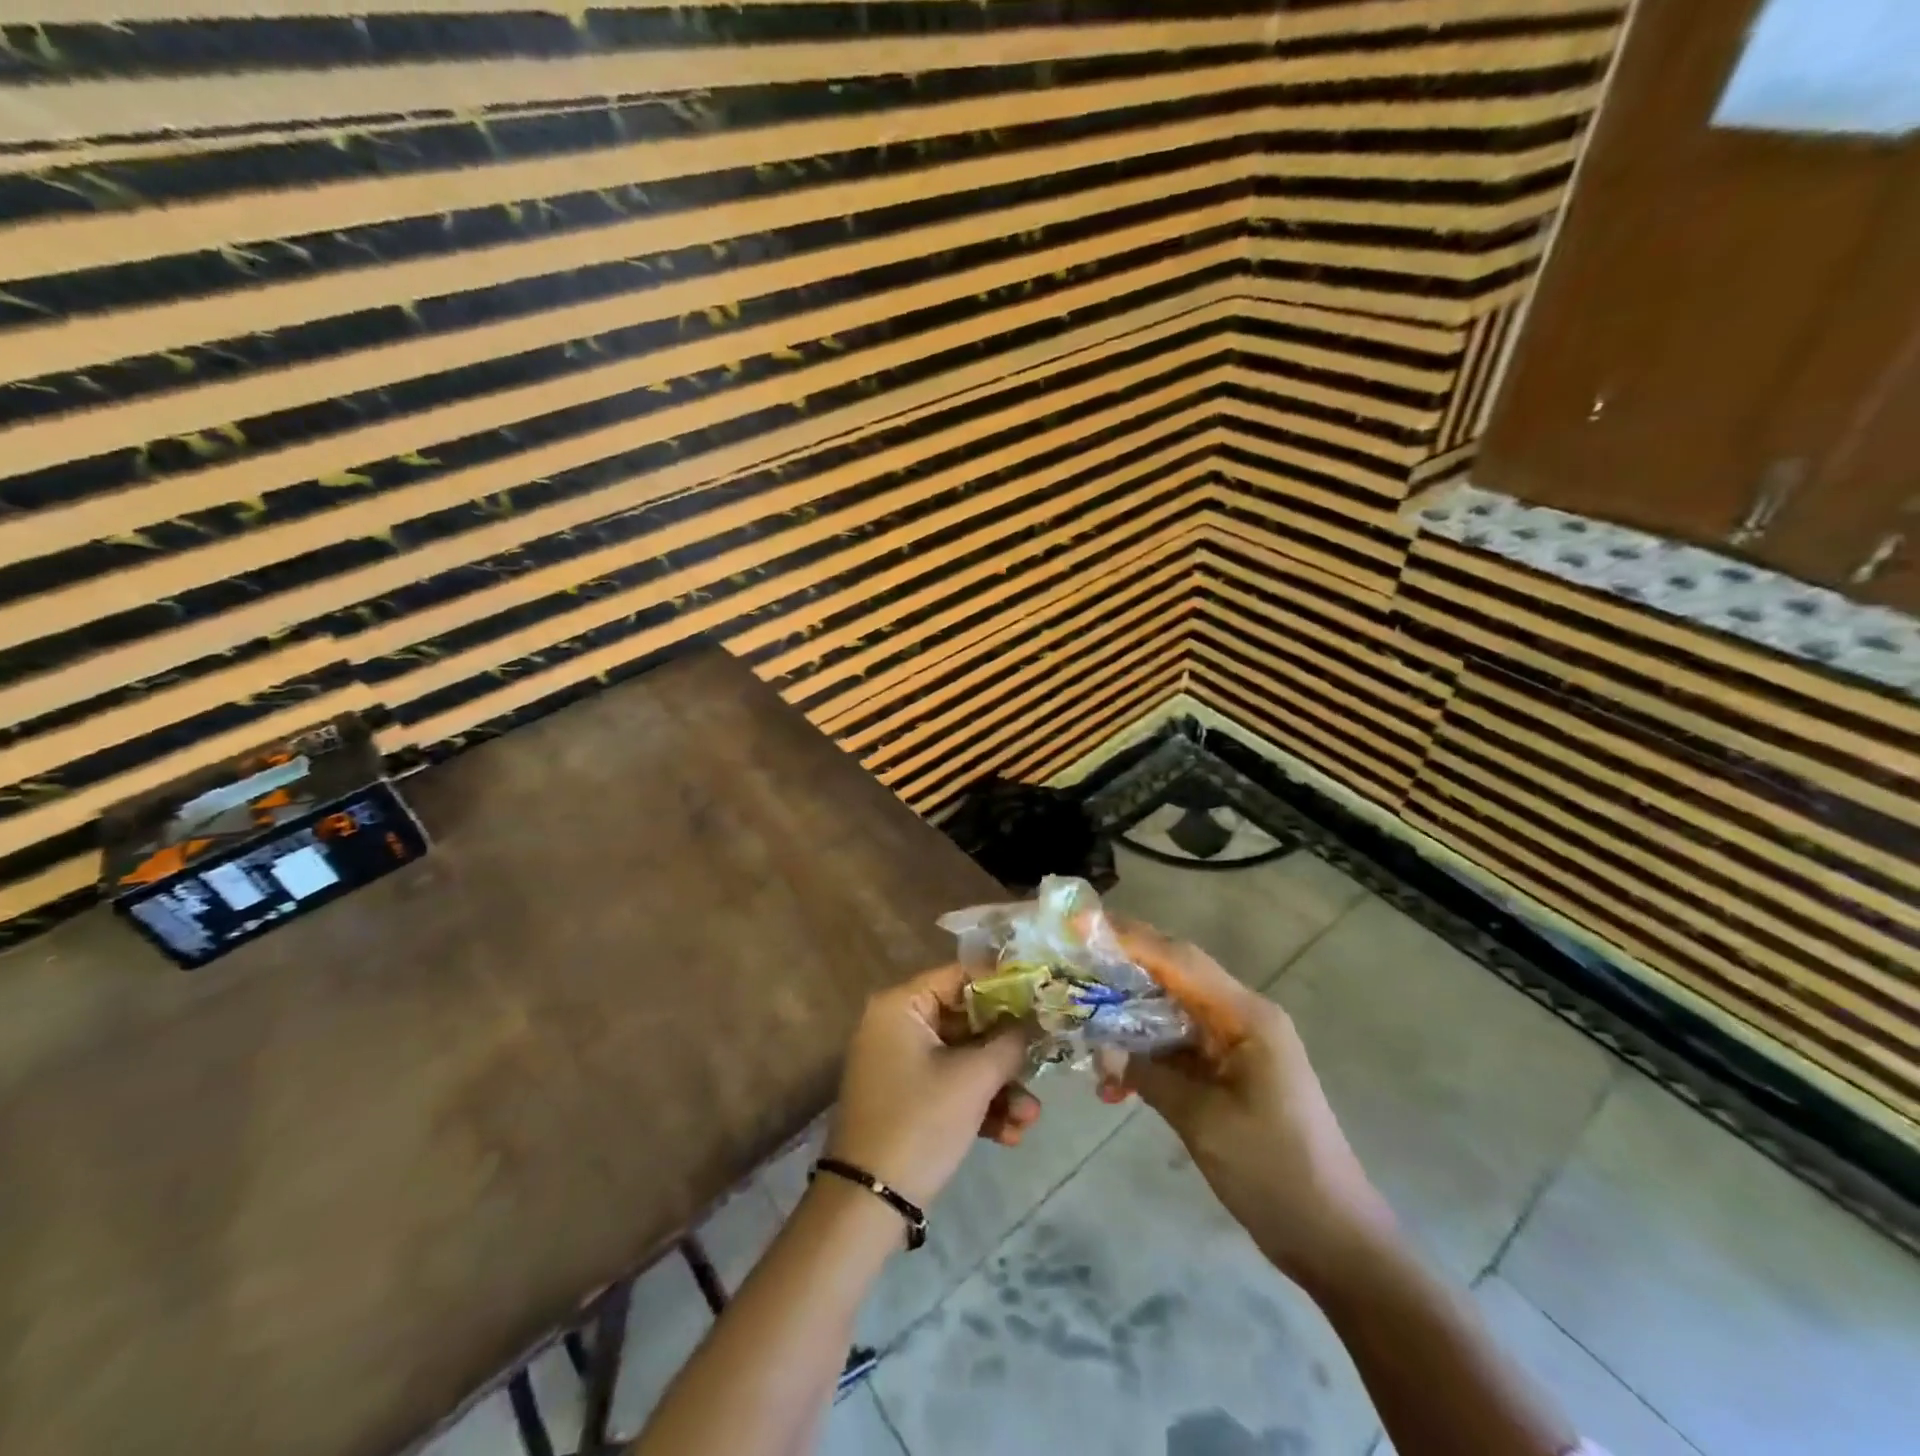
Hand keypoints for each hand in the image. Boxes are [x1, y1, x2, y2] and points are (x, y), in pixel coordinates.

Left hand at [824, 964, 1039, 1208]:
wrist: (869, 1204)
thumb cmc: (920, 1122)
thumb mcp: (973, 1079)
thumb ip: (1009, 1043)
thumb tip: (1033, 1022)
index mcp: (901, 1006)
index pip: (960, 977)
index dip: (1004, 987)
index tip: (1042, 999)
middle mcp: (898, 1027)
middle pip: (967, 1022)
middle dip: (1007, 1053)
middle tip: (1045, 1063)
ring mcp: (902, 1065)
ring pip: (964, 1060)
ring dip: (1000, 1087)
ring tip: (1030, 1118)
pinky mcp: (908, 1100)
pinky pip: (951, 1087)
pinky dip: (979, 1106)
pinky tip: (1011, 1135)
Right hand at [1109, 921, 1397, 1286]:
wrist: (1334, 1240)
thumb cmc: (1275, 1173)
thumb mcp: (1204, 1122)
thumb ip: (1149, 1075)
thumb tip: (1101, 1049)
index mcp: (1246, 1017)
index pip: (1178, 959)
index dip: (1129, 938)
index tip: (1082, 925)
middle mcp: (1242, 1017)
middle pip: (1174, 975)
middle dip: (1122, 969)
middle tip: (1072, 964)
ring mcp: (1237, 1045)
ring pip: (1171, 1011)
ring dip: (1128, 1019)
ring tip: (1081, 1025)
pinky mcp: (1230, 1072)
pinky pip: (1179, 1047)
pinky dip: (1146, 1055)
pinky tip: (1114, 1082)